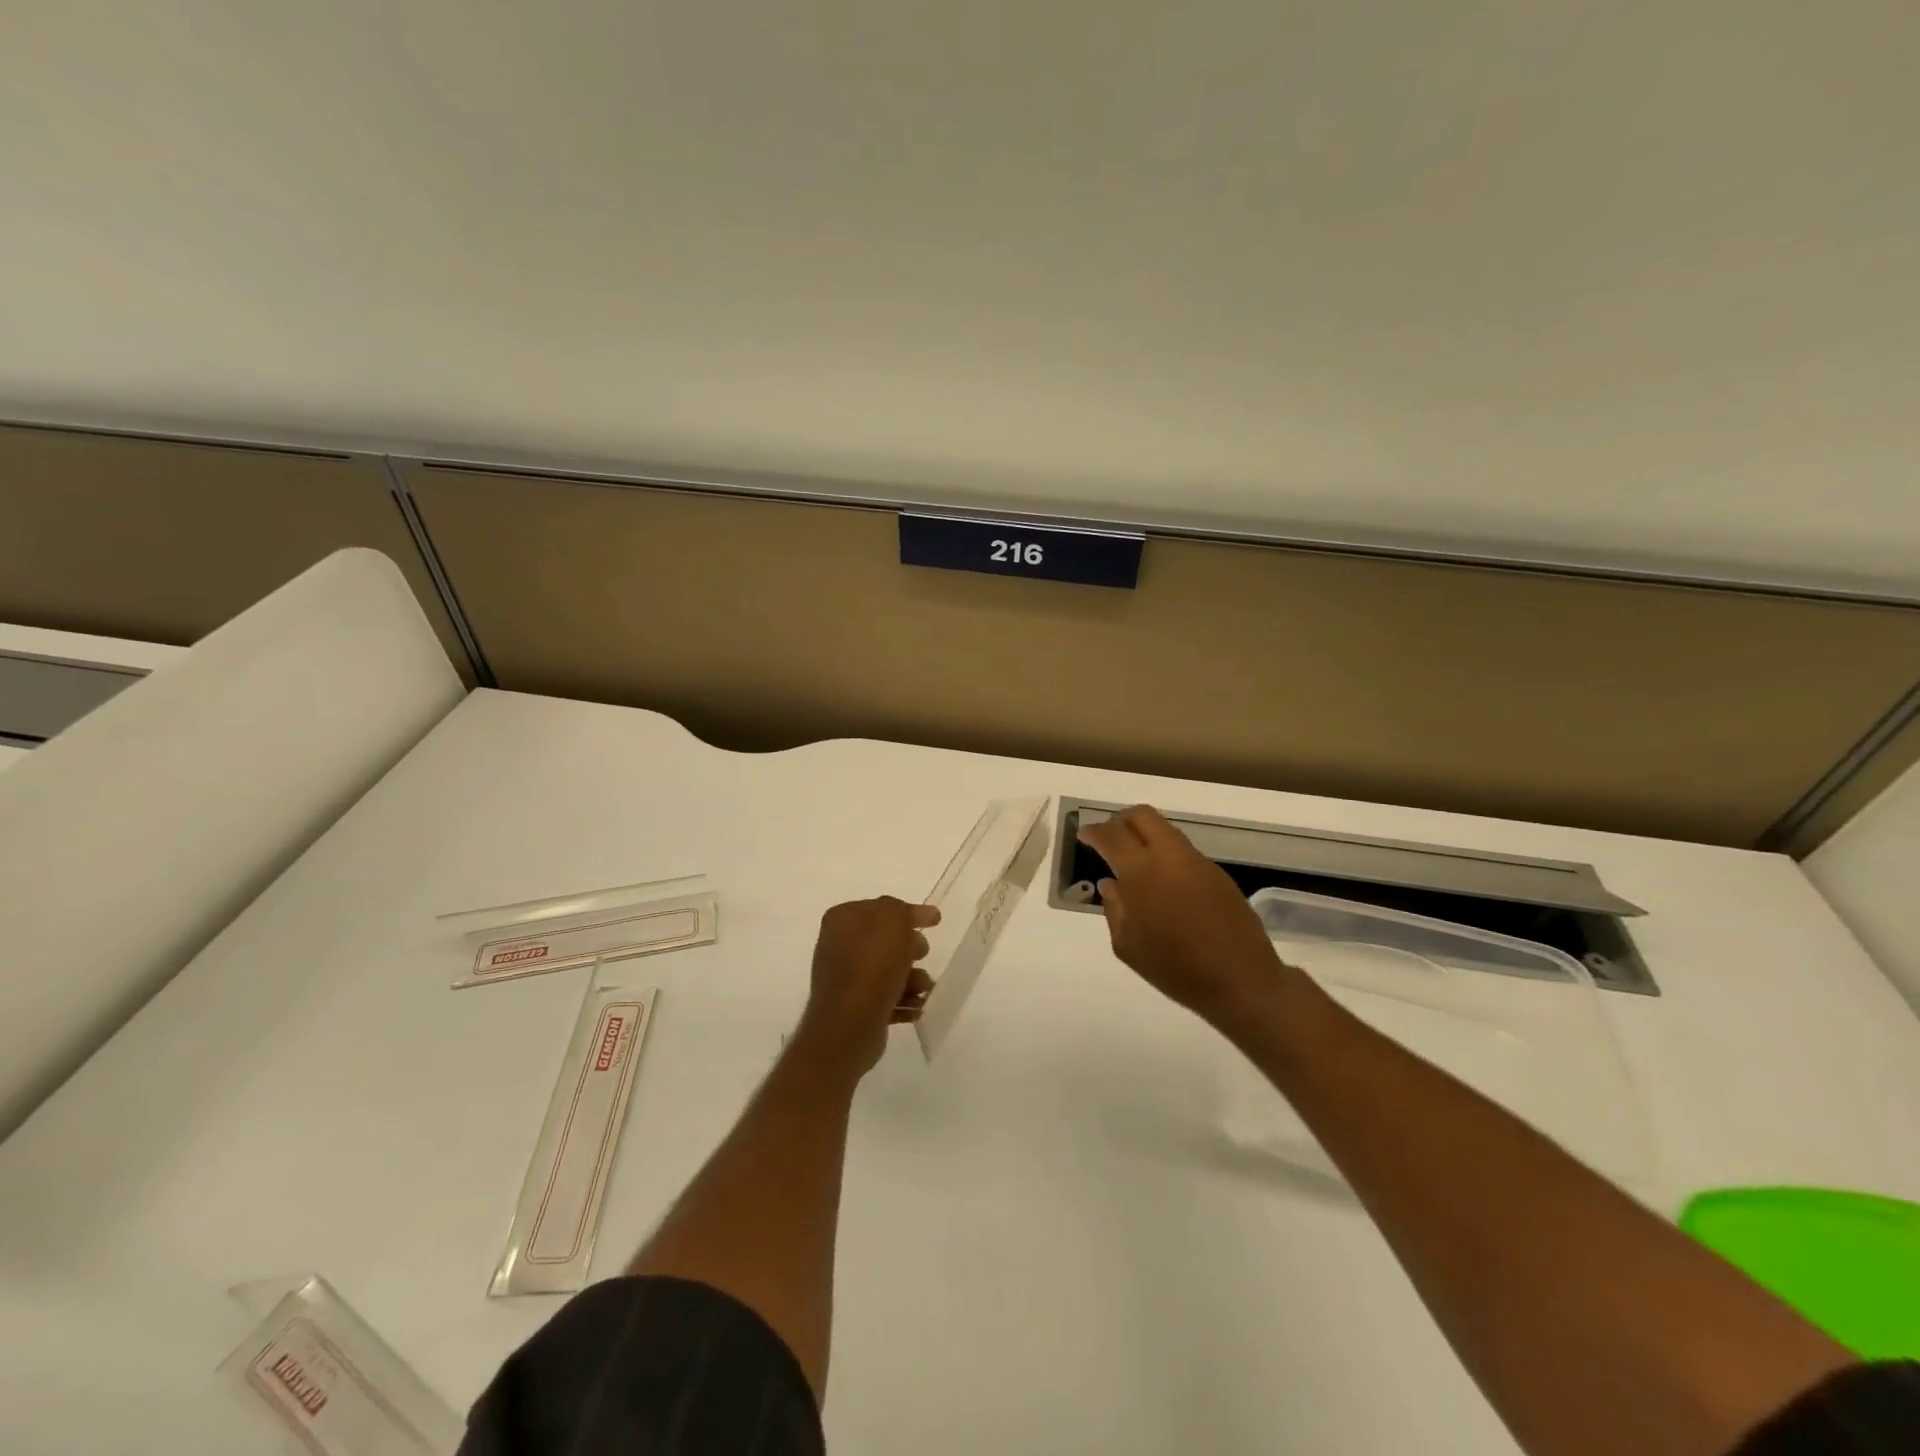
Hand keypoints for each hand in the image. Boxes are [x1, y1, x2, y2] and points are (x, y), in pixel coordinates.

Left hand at [795, 897, 939, 1076]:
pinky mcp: (853, 1007)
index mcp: (842, 919)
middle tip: (924, 954)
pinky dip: (902, 1000)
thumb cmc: (873, 965)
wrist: (850, 1024)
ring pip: (887, 970)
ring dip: (912, 978)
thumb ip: (902, 910)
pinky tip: (917, 1008)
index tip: (935, 920)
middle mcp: (838, 946)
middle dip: (911, 948)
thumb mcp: (894, 920)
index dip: (909, 912)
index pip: (881, 908)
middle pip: (884, 940)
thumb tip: (909, 915)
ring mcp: (844, 978)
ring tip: (924, 989)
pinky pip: (883, 997)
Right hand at [1078, 805, 1289, 1025]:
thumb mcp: (1127, 946)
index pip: (1112, 836)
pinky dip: (1165, 854)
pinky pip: (1182, 851)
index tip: (1084, 835)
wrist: (1240, 980)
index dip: (1095, 832)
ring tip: (1134, 859)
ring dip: (1145, 835)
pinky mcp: (1217, 873)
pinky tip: (1162, 881)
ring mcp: (1197, 862)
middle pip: (1142, 816)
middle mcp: (1169, 857)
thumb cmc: (1175, 968)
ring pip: (1165, 830)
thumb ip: (1114, 908)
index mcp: (1141, 873)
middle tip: (1109, 838)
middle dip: (1121, 821)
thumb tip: (1110, 883)